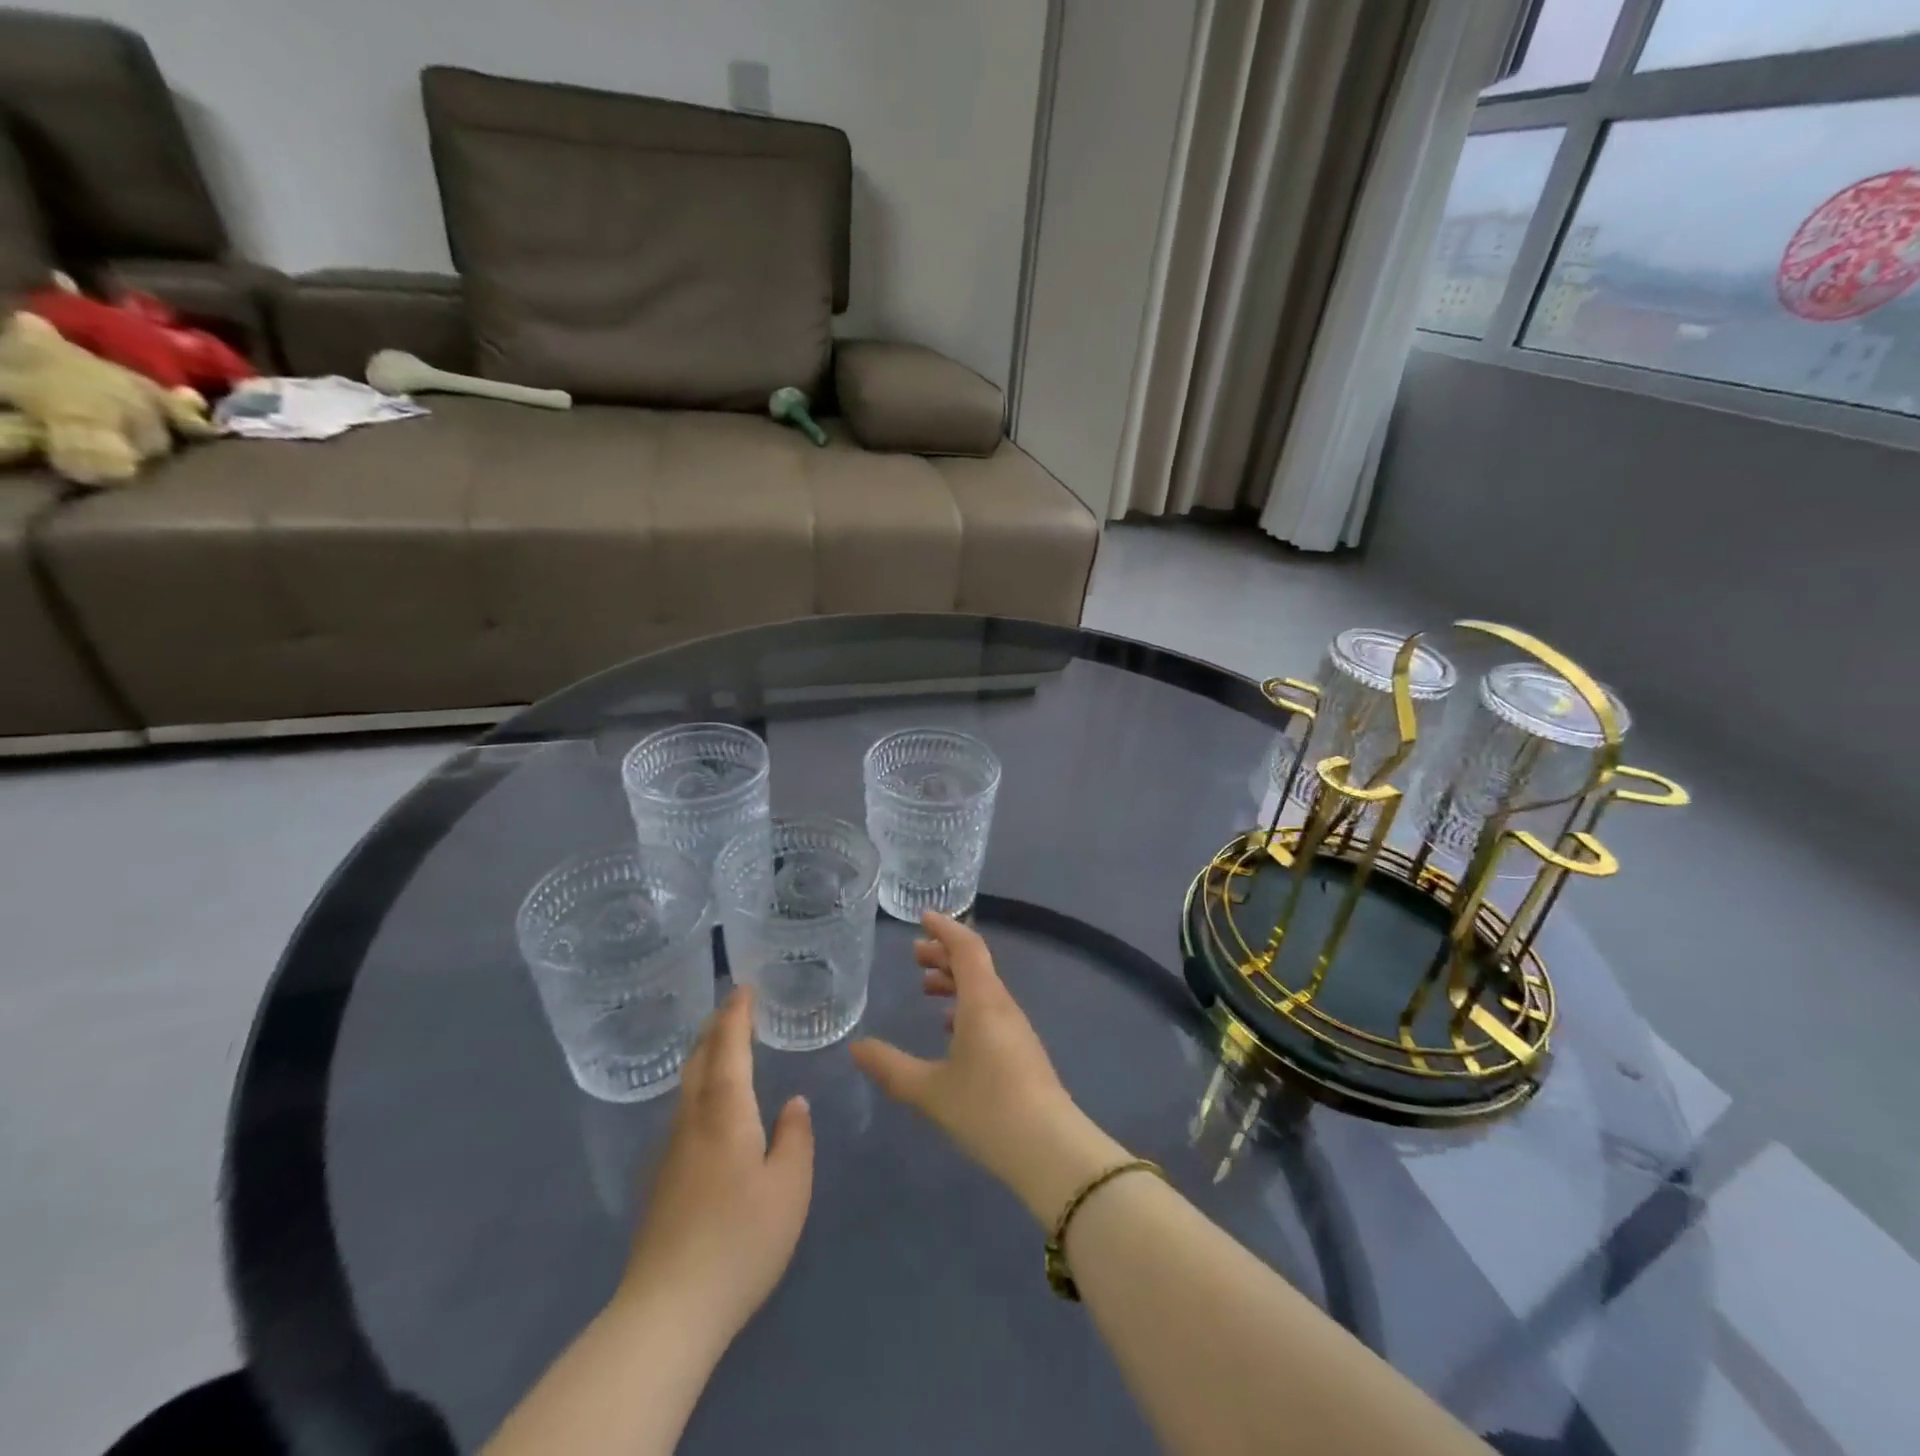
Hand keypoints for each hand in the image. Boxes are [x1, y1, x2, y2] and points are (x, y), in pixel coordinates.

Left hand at [620, 987, 813, 1345]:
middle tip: (732, 1007)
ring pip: (685, 1087)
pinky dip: (697, 1088)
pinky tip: (709, 1107)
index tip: (744, 987)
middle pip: (698, 1060)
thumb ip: (794, 1138)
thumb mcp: (789, 1188)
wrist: (667, 1310)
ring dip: (703, 1056)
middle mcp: (691, 1121)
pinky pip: (682, 1113)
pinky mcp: (660, 1181)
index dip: (736, 1015)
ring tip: (722, 1046)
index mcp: (725, 1113)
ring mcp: (669, 1152)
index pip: (728, 1048)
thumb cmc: (740, 1240)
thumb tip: (793, 1103)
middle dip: (714, 1028)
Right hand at [851, 912, 1126, 1225]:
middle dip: (944, 954)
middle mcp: (1002, 1005)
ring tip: (926, 988)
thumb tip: (856, 1048)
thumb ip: (891, 1067)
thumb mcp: (929, 1090)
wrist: (1050, 1149)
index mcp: (982, 1001)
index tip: (922, 917)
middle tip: (914, 955)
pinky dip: (967, 1006)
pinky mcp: (1022, 1051)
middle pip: (975, 964)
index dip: (944, 928)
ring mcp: (1016, 1028)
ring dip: (955, 981)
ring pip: (983, 988)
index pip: (966, 947)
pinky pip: (991, 1010)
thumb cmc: (986, 1109)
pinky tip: (951, 1029)